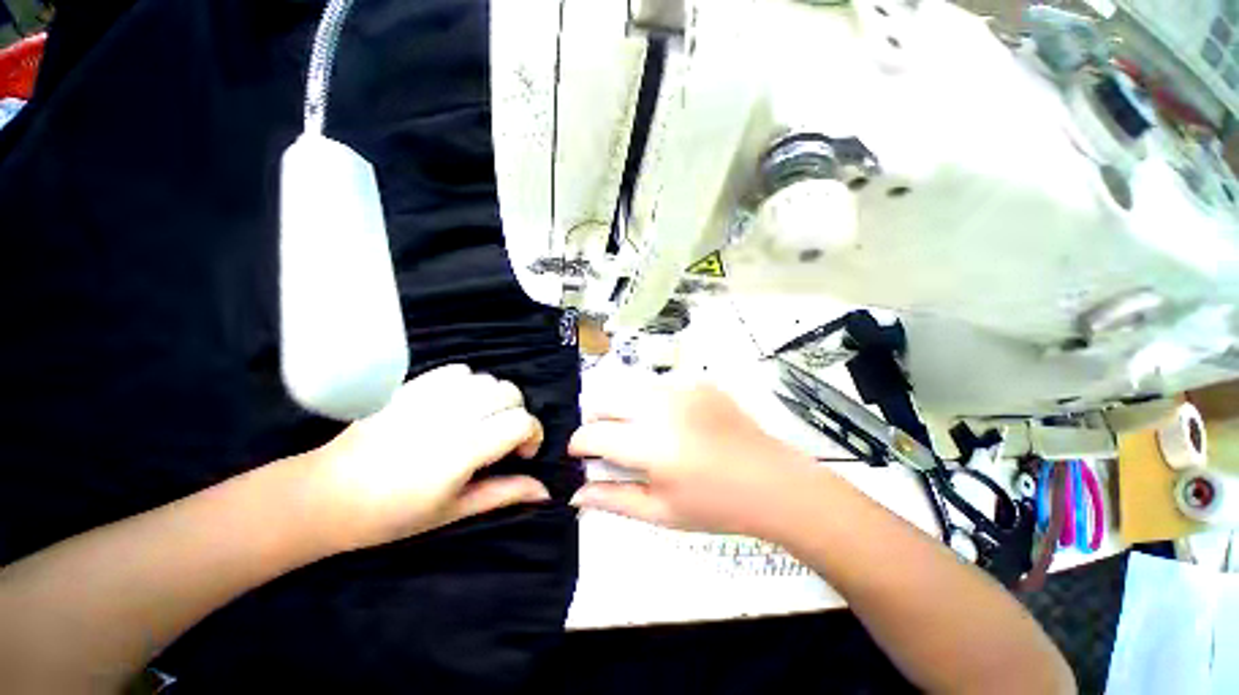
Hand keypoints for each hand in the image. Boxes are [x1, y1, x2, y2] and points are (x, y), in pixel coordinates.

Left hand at [305, 364, 548, 552]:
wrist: (327, 495)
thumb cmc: (393, 514)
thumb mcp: (454, 511)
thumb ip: (503, 494)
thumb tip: (545, 491)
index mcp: (463, 450)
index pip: (521, 421)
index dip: (533, 434)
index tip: (522, 454)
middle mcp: (450, 416)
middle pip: (509, 393)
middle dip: (517, 415)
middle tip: (501, 439)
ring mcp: (429, 396)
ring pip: (487, 379)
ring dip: (495, 399)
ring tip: (481, 420)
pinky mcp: (411, 387)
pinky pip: (458, 370)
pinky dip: (470, 384)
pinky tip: (459, 404)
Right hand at [569, 382, 818, 536]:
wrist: (771, 481)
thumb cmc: (715, 505)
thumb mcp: (660, 512)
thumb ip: (612, 499)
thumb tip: (575, 492)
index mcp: (651, 444)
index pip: (593, 433)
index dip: (579, 444)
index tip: (581, 455)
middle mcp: (662, 406)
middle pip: (606, 400)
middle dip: (597, 421)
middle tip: (610, 445)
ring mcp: (682, 388)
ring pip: (630, 390)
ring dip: (625, 410)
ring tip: (642, 435)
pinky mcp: (698, 382)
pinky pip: (659, 387)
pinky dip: (653, 404)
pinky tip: (674, 425)